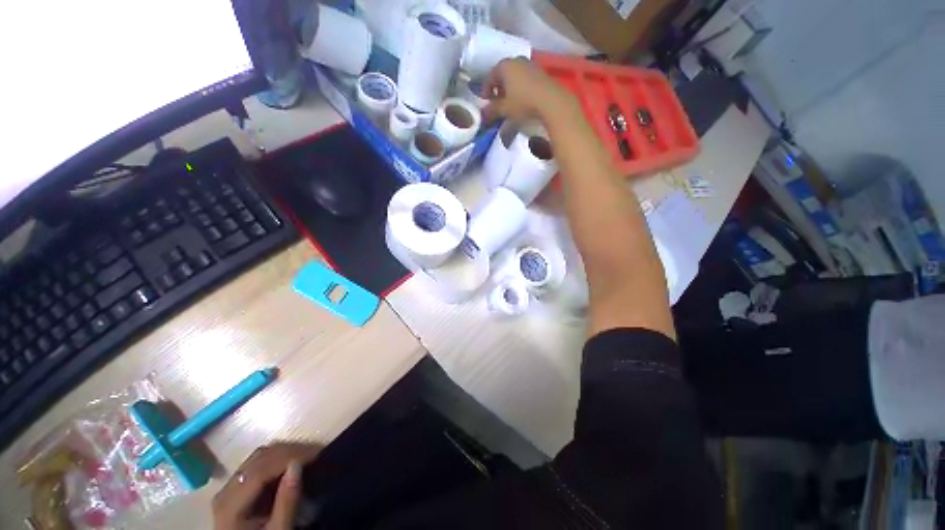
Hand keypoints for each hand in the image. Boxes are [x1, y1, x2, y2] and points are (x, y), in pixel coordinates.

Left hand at [212, 443, 320, 529]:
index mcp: (230, 505)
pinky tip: (292, 464)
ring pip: (259, 457)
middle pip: (259, 459)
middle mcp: (225, 491)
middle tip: (317, 453)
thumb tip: (298, 464)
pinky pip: (258, 464)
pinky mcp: (236, 488)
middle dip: (290, 452)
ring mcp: (229, 488)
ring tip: (307, 456)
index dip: (290, 457)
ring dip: (285, 453)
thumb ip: (286, 503)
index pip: (261, 470)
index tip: (318, 453)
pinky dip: (278, 459)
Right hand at [483, 57, 577, 123]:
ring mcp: (531, 65)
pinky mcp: (541, 73)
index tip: (484, 101)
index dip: (485, 89)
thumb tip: (483, 115)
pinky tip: (521, 99)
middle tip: (496, 101)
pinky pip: (525, 79)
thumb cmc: (523, 103)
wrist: (551, 102)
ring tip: (509, 102)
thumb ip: (491, 111)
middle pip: (503, 73)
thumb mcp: (504, 109)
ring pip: (515, 75)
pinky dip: (520, 87)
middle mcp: (517, 61)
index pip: (490, 76)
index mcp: (505, 66)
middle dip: (498, 87)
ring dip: (510, 87)